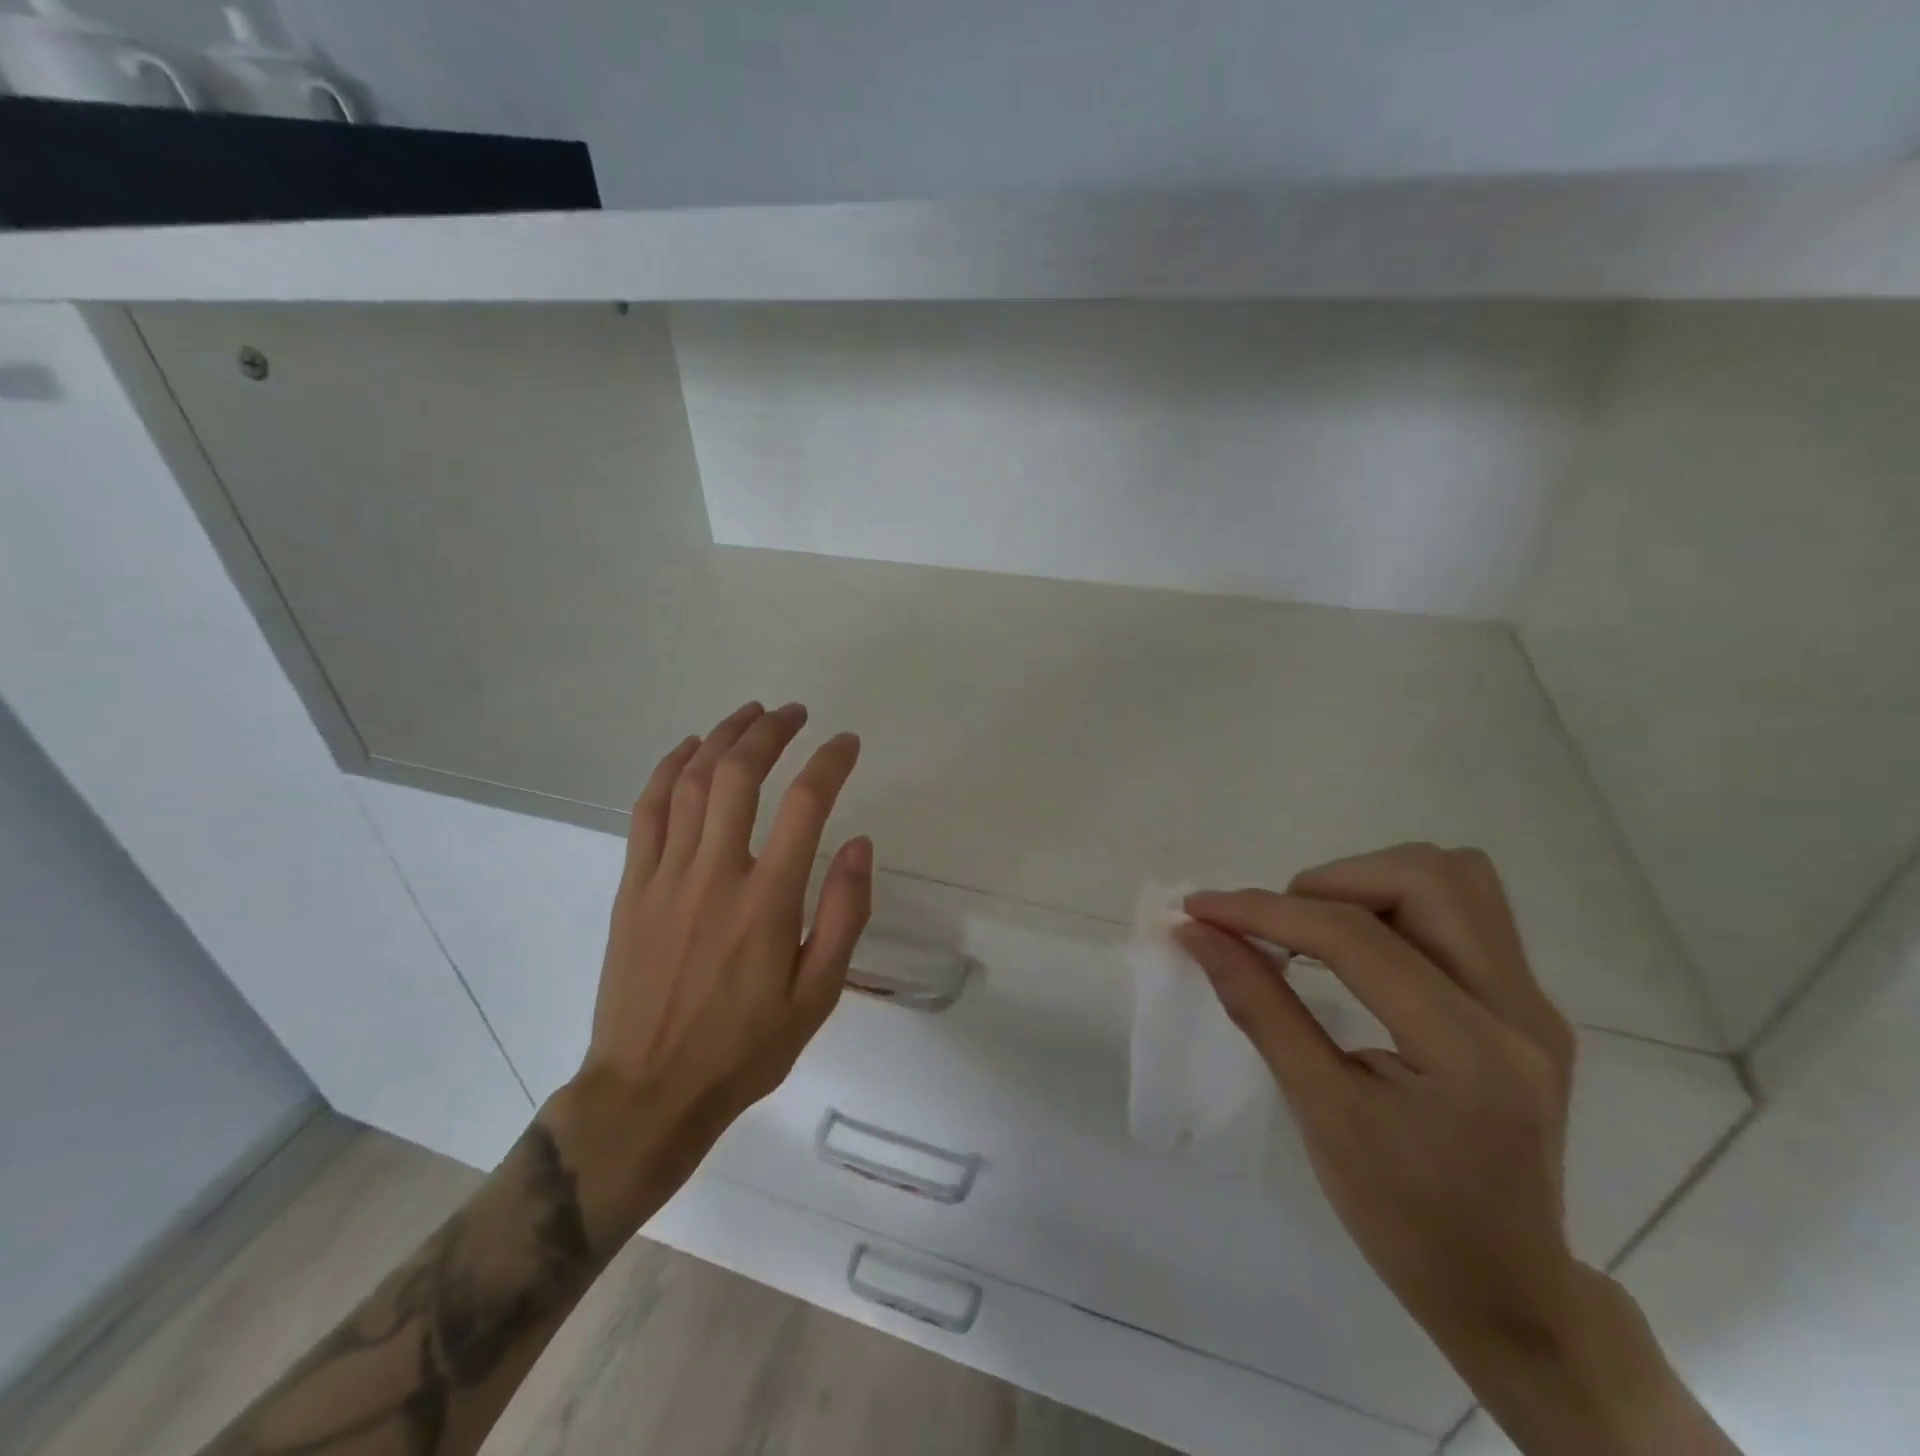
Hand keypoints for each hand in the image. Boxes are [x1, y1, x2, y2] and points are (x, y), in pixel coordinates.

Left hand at [551, 701, 871, 1240]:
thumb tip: (859, 845)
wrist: (647, 1093)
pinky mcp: (633, 886)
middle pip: (740, 775)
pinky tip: (689, 749)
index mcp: (767, 902)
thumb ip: (842, 916)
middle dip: (772, 731)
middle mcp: (715, 875)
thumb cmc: (743, 1048)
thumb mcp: (816, 997)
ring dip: (723, 737)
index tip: (847, 743)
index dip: (830, 762)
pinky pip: (648, 810)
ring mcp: (666, 876)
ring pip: (693, 782)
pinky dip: (669, 769)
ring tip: (751, 715)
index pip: (806, 805)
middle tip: (796, 713)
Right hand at [1176, 844, 1582, 1364]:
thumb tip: (1197, 935)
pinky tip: (1358, 954)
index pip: (1355, 938)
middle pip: (1426, 877)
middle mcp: (1518, 1010)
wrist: (1508, 1291)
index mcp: (1469, 1050)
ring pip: (1452, 880)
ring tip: (1316, 931)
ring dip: (1368, 885)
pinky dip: (1394, 907)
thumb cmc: (1405, 1218)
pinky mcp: (1526, 1006)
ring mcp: (1532, 1004)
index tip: (1199, 909)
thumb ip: (1260, 1009)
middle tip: (1279, 929)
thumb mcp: (1321, 1114)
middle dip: (1331, 883)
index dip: (1264, 911)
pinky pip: (1462, 913)